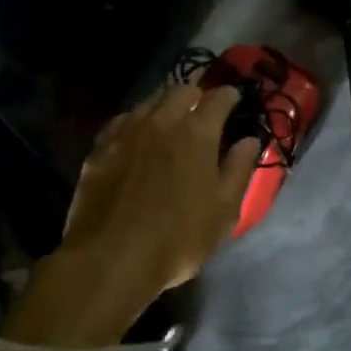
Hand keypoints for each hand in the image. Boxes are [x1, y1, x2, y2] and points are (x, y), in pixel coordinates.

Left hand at [42, 83, 259, 331]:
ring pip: (150, 100)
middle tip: (204, 109)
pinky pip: (123, 120)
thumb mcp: (224, 210)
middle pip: (182, 89)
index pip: (218, 97)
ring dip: (166, 103)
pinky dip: (137, 120)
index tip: (235, 100)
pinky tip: (138, 134)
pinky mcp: (100, 148)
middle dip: (197, 94)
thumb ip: (239, 169)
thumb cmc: (177, 238)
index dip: (230, 96)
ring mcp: (127, 132)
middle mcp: (161, 121)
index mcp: (197, 132)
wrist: (109, 260)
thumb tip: (250, 140)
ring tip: (172, 118)